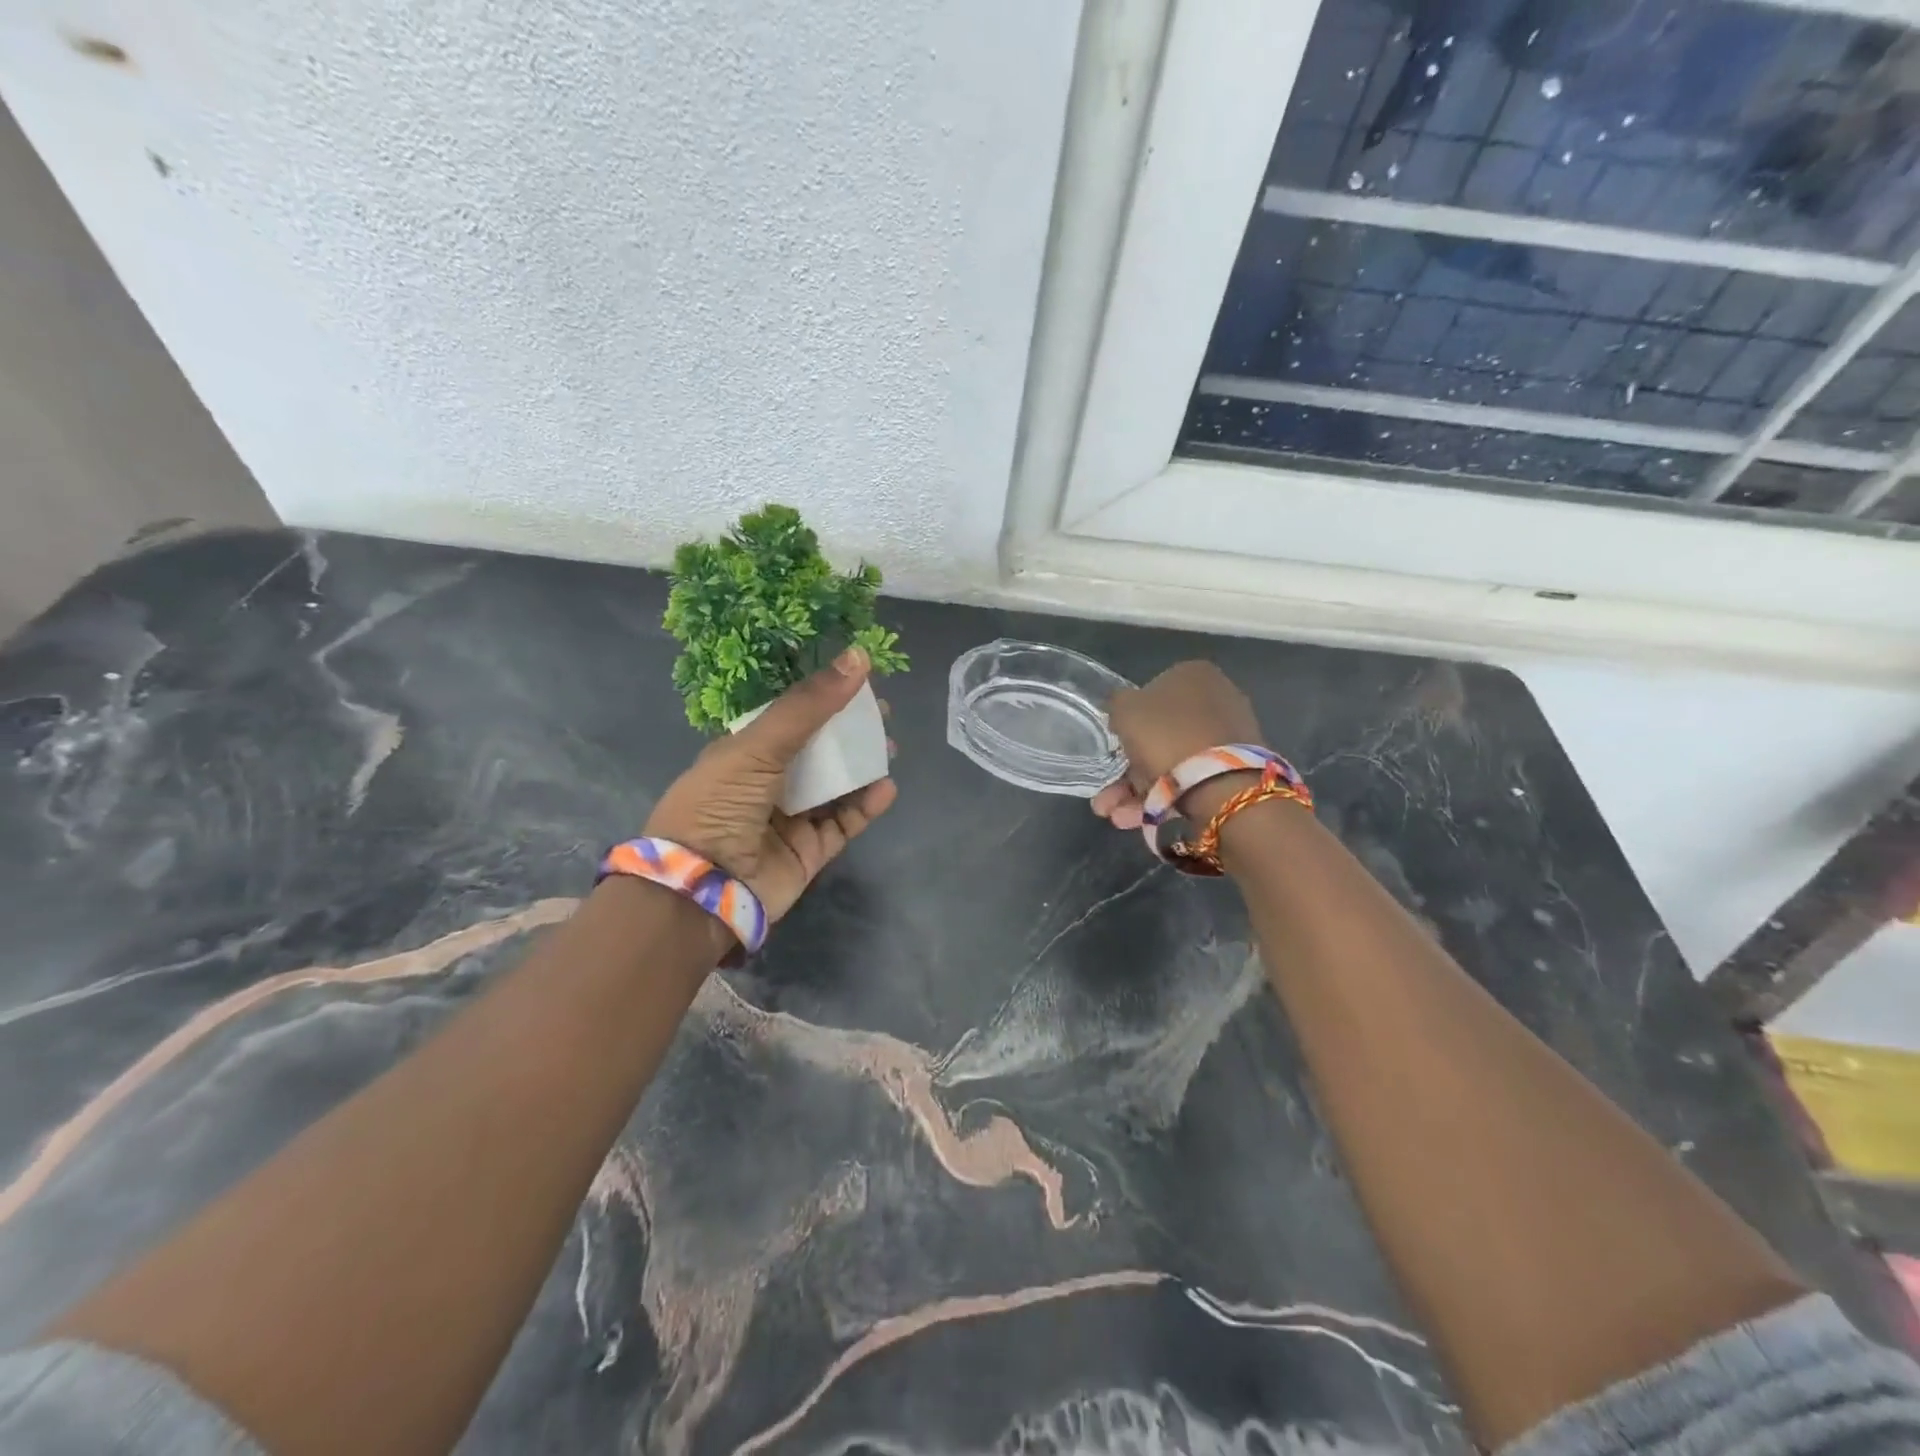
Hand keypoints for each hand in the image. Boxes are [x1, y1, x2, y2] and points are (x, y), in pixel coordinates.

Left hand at [645, 648, 897, 922]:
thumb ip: (809, 705)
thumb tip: (859, 656)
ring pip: (836, 787)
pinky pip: (844, 824)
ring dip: (863, 767)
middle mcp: (767, 784)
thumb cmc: (720, 805)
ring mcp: (790, 819)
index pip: (791, 719)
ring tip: (890, 750)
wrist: (701, 890)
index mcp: (744, 753)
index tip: (859, 684)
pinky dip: (866, 806)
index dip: (824, 700)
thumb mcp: (759, 746)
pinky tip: (886, 788)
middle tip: (883, 718)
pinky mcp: (809, 852)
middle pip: (818, 751)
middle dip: (850, 733)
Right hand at [1091, 660, 1264, 830]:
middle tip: (1107, 798)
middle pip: (1160, 735)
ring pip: (1172, 763)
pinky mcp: (1237, 770)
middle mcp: (1218, 698)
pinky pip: (1192, 780)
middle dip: (1128, 771)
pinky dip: (1164, 799)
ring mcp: (1230, 736)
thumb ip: (1117, 704)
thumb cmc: (1166, 735)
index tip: (1114, 749)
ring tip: (1117, 817)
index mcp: (1194, 674)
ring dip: (1138, 792)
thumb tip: (1122, 712)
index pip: (1150, 694)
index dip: (1127, 724)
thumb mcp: (1124, 709)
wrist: (1221, 783)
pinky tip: (1137, 820)